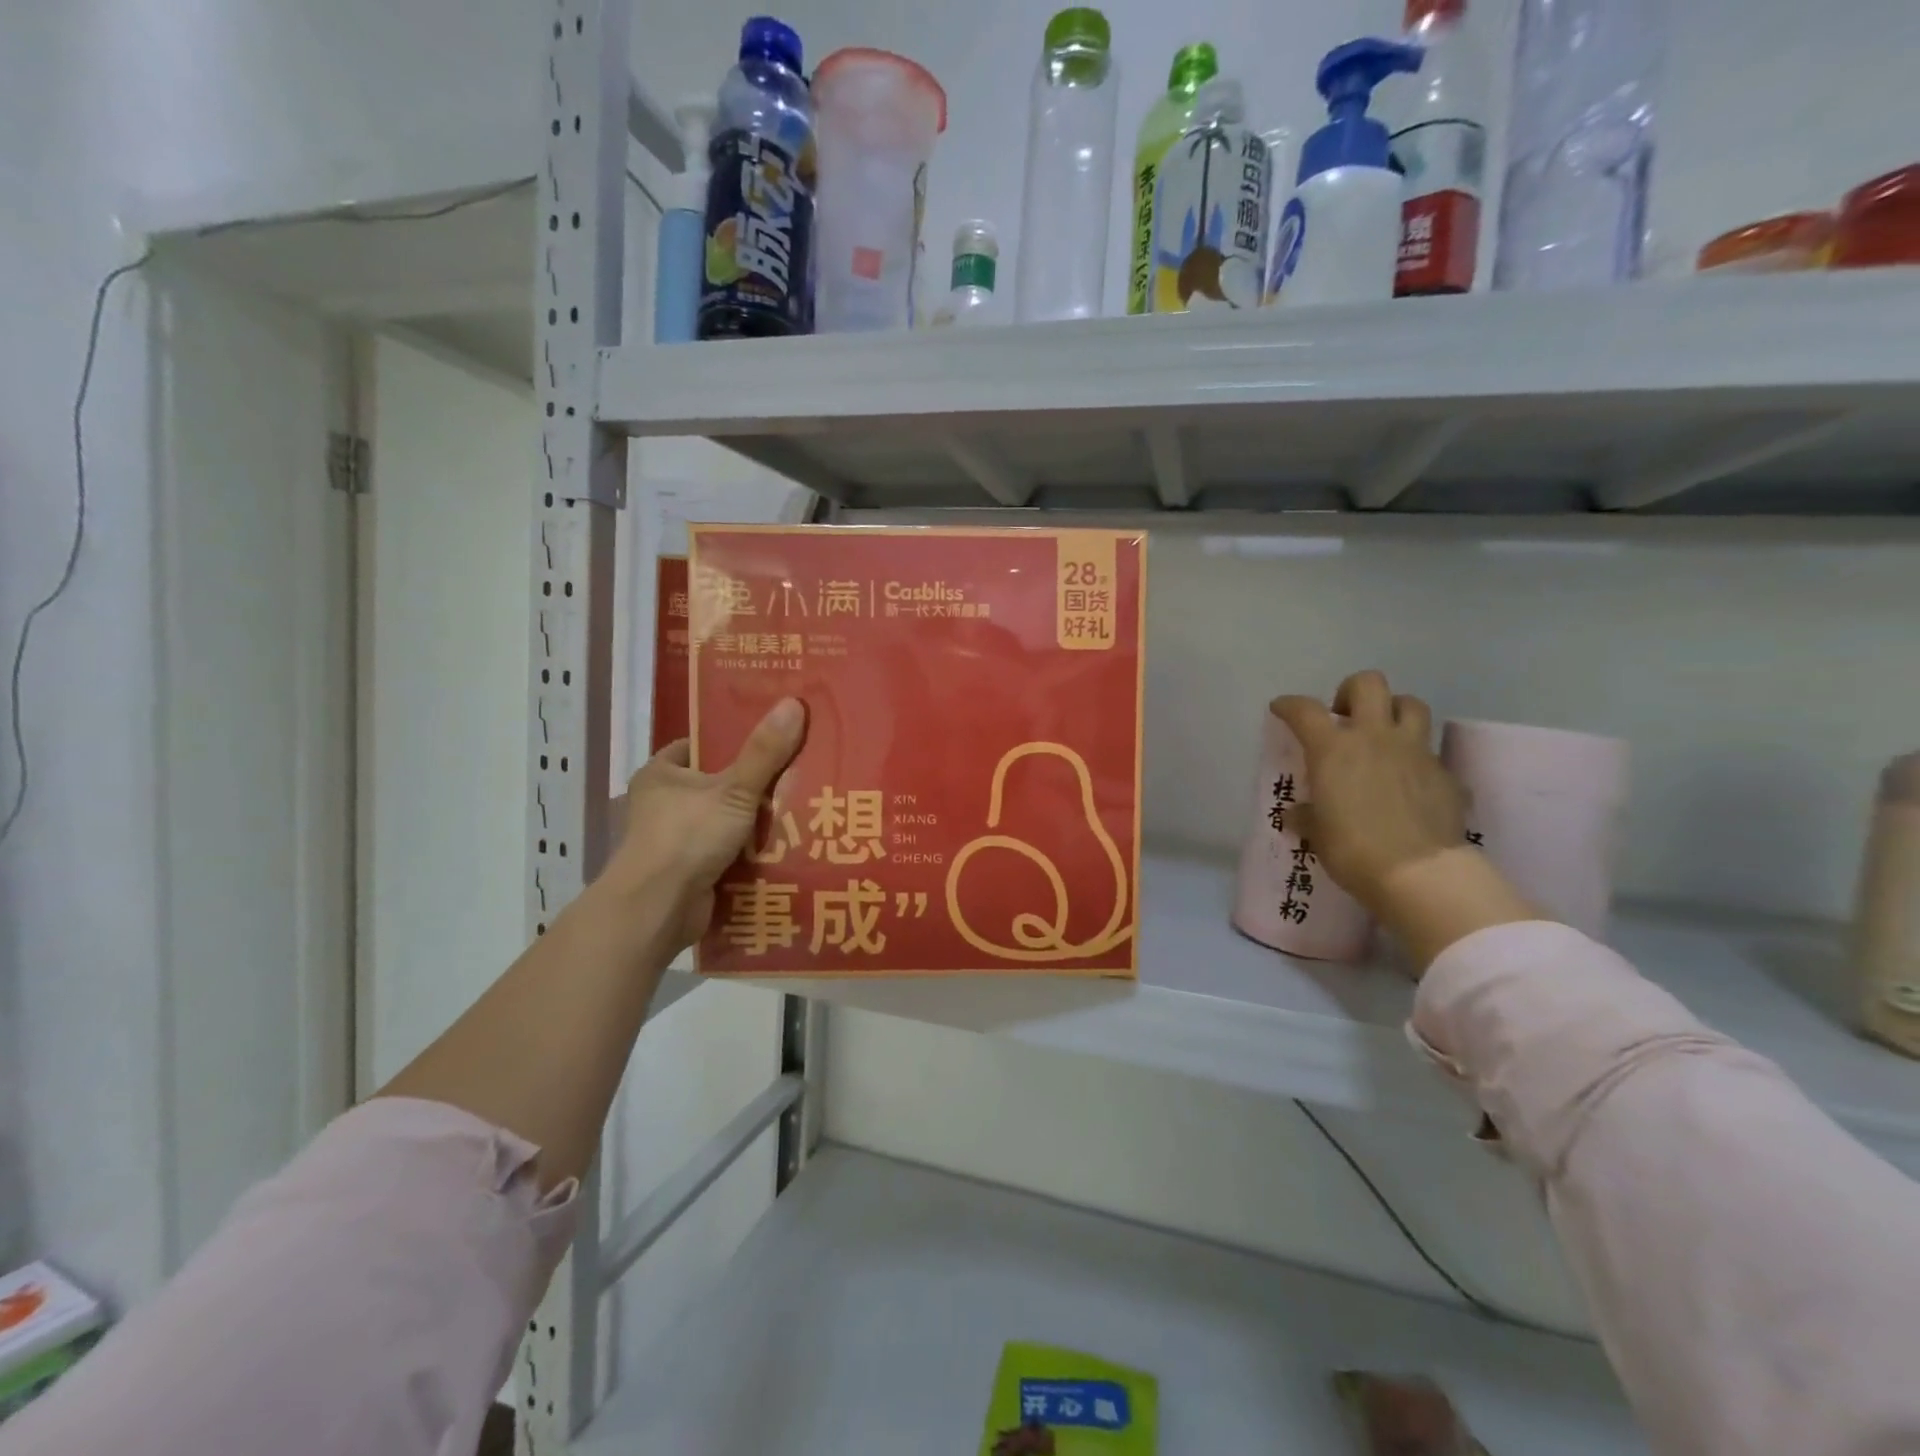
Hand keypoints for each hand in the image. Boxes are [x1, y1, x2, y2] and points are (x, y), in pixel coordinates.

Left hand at [601, 698, 805, 950]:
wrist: (658, 909)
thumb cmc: (687, 836)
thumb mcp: (734, 789)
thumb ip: (765, 751)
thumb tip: (794, 702)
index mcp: (661, 775)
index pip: (700, 746)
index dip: (733, 740)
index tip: (772, 738)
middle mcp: (663, 805)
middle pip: (718, 785)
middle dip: (754, 785)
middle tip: (799, 774)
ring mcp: (675, 841)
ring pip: (726, 821)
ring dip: (756, 822)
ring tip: (803, 808)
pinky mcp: (689, 873)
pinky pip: (728, 853)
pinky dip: (752, 853)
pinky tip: (787, 846)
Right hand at [1270, 671, 1464, 911]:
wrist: (1420, 872)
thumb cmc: (1353, 849)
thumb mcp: (1317, 834)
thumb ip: (1307, 816)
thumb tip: (1297, 814)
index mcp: (1334, 749)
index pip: (1305, 710)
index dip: (1290, 705)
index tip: (1282, 709)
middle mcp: (1375, 737)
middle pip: (1369, 684)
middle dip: (1352, 691)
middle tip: (1344, 715)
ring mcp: (1415, 752)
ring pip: (1411, 705)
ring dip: (1394, 712)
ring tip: (1384, 735)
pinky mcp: (1446, 774)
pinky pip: (1432, 753)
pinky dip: (1419, 760)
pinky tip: (1411, 783)